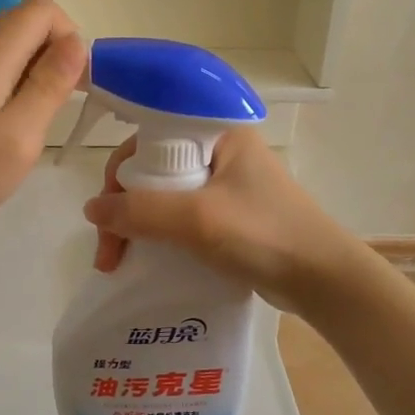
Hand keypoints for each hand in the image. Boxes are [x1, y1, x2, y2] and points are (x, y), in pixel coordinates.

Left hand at [0, 0, 85, 253]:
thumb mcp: (18, 138)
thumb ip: (50, 85)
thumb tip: (75, 42)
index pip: (41, 9)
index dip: (69, 38)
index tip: (72, 87)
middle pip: (18, 22)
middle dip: (48, 55)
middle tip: (50, 111)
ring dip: (23, 71)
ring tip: (20, 124)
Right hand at [82, 128, 364, 314]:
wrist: (324, 281)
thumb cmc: (264, 235)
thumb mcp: (197, 219)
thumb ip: (140, 211)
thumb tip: (91, 209)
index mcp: (218, 133)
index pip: (149, 139)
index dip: (120, 172)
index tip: (106, 214)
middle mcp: (221, 152)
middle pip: (153, 170)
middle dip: (124, 210)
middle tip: (109, 252)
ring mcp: (227, 185)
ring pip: (164, 197)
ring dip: (138, 228)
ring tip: (119, 264)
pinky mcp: (230, 216)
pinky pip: (182, 218)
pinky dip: (160, 238)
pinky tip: (147, 262)